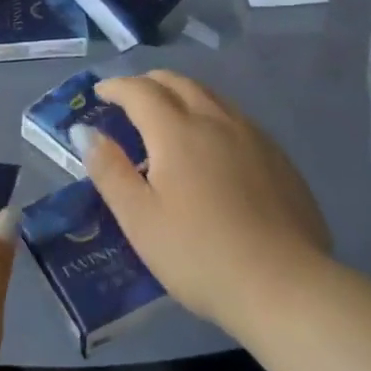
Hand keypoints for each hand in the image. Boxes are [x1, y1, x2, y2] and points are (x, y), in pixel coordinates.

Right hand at [80, 71, 332, 335]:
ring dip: (182, 94)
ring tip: (167, 115)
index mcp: (177, 131)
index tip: (99, 94)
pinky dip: (211, 115)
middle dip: (148, 83)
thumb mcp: (139, 218)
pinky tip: (212, 145)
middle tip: (129, 98)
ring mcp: (253, 137)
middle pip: (178, 82)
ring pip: (211, 96)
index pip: (140, 90)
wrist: (286, 287)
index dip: (116, 87)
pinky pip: (236, 119)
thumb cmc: (199, 254)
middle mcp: (216, 120)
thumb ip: (108, 169)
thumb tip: (85, 130)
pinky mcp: (279, 159)